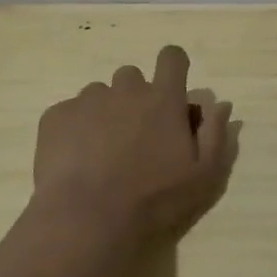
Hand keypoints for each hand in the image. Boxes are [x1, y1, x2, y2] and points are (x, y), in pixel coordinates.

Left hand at [30, 45, 236, 252]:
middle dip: (135, 97)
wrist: (86, 219)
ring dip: (105, 112)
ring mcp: (87, 101)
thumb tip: (221, 105)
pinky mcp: (56, 117)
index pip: (172, 58)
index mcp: (164, 99)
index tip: (172, 90)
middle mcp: (126, 90)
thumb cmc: (154, 198)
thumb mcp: (203, 174)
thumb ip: (216, 134)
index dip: (173, 67)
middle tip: (135, 135)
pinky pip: (69, 112)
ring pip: (99, 94)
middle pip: (132, 77)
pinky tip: (76, 159)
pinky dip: (75, 128)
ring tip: (102, 151)